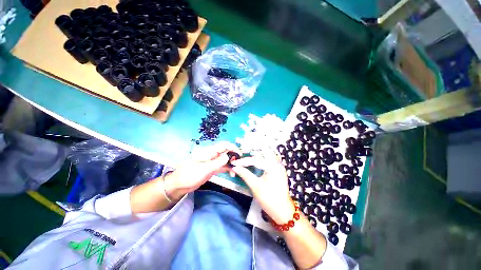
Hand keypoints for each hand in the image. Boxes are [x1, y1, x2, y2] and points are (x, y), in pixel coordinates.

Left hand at [164, 142, 240, 199]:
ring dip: (232, 164)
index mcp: (209, 152)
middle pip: (226, 152)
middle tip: (240, 165)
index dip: (232, 148)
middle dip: (234, 157)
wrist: (179, 185)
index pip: (223, 146)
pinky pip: (223, 167)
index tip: (239, 154)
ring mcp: (213, 162)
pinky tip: (232, 173)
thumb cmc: (189, 175)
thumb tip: (228, 156)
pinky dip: (228, 169)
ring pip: (225, 160)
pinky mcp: (213, 169)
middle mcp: (212, 155)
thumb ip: (217, 163)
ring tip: (236, 171)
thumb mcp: (204, 169)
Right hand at [231, 148, 294, 223]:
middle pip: (265, 149)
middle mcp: (277, 163)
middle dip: (253, 146)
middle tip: (243, 147)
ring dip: (258, 150)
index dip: (244, 161)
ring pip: (267, 152)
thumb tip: (234, 167)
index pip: (256, 160)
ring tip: (247, 149)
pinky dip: (261, 155)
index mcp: (273, 166)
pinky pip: (269, 157)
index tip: (234, 163)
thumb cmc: (269, 199)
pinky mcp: (277, 168)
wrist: (283, 211)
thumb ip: (245, 174)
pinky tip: (255, 155)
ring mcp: (278, 165)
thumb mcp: (255, 186)